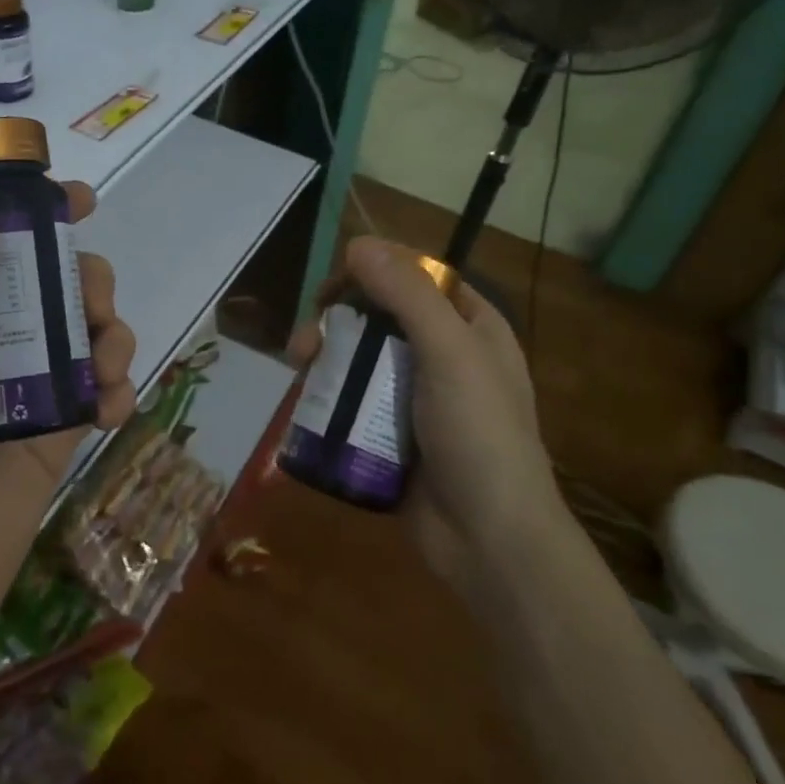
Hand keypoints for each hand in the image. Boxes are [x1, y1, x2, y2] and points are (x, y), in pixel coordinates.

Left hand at [0, 183, 136, 660]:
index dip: (28, 217)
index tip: (77, 201)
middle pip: (49, 285)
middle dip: (83, 279)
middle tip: (93, 301)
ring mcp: (25, 389)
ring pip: (83, 331)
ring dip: (110, 333)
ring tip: (107, 366)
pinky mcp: (57, 431)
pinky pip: (100, 389)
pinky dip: (118, 388)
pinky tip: (113, 410)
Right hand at [288, 236, 563, 593]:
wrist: (488, 540)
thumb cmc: (479, 434)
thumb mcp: (451, 352)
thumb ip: (407, 294)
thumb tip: (358, 243)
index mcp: (471, 328)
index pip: (417, 279)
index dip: (374, 273)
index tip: (335, 287)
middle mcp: (443, 356)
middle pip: (379, 318)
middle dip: (337, 321)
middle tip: (304, 340)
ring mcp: (414, 398)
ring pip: (359, 359)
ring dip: (324, 357)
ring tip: (297, 369)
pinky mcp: (390, 434)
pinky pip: (352, 400)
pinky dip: (327, 394)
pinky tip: (303, 398)